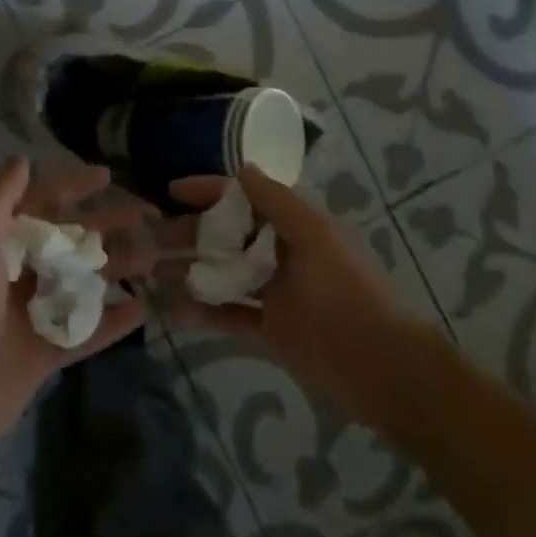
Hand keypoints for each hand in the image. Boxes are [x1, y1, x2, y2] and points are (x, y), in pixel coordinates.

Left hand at [0, 155, 157, 466]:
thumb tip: (21, 158)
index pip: (40, 204)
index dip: (72, 187)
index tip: (107, 176)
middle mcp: (15, 274)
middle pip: (68, 241)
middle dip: (104, 225)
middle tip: (146, 215)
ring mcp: (32, 315)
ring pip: (82, 283)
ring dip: (115, 268)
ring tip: (154, 256)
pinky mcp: (44, 353)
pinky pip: (86, 332)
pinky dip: (112, 321)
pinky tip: (144, 308)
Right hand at [160, 166, 438, 436]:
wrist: (383, 367)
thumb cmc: (349, 293)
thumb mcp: (316, 237)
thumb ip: (277, 202)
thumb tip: (242, 168)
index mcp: (294, 226)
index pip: (243, 198)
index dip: (207, 191)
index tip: (169, 191)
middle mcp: (280, 253)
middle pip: (226, 235)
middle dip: (190, 233)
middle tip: (151, 240)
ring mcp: (274, 292)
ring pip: (223, 274)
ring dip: (190, 271)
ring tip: (152, 274)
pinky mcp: (269, 329)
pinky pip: (229, 314)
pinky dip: (203, 312)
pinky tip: (174, 312)